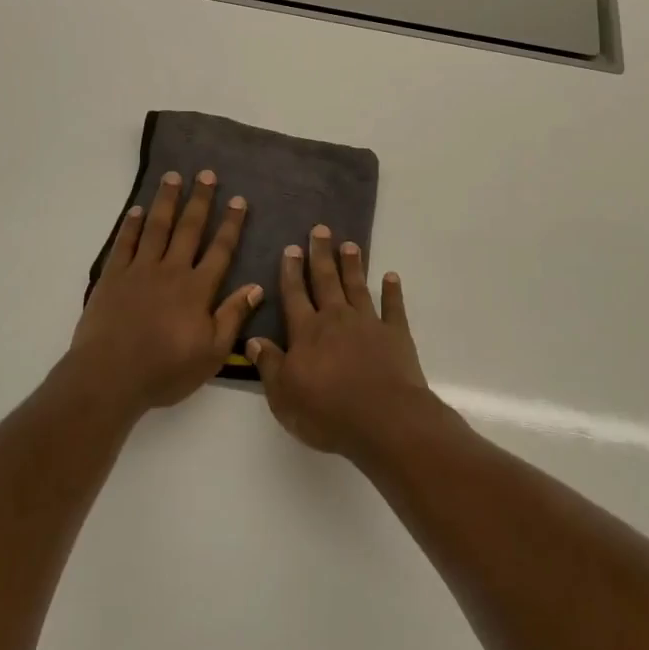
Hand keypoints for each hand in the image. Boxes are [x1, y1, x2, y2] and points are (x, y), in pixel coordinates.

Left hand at [71, 169, 261, 415]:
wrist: (110, 376)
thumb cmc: (165, 370)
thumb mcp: (211, 353)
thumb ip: (233, 317)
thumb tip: (257, 287)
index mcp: (198, 289)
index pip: (220, 250)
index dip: (230, 224)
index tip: (238, 200)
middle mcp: (171, 270)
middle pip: (189, 229)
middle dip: (200, 200)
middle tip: (206, 174)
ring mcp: (140, 270)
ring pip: (156, 227)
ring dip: (166, 201)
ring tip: (173, 177)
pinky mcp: (113, 276)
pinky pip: (124, 243)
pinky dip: (131, 225)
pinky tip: (136, 210)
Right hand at [247, 225, 429, 458]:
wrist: (384, 420)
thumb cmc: (327, 411)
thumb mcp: (284, 395)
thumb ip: (269, 365)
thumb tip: (252, 340)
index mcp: (306, 331)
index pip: (295, 295)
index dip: (291, 272)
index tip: (292, 248)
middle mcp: (336, 319)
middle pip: (326, 281)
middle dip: (321, 255)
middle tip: (321, 229)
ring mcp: (368, 323)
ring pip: (357, 287)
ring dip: (352, 265)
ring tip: (350, 245)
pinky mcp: (396, 335)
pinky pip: (393, 307)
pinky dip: (392, 291)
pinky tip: (391, 276)